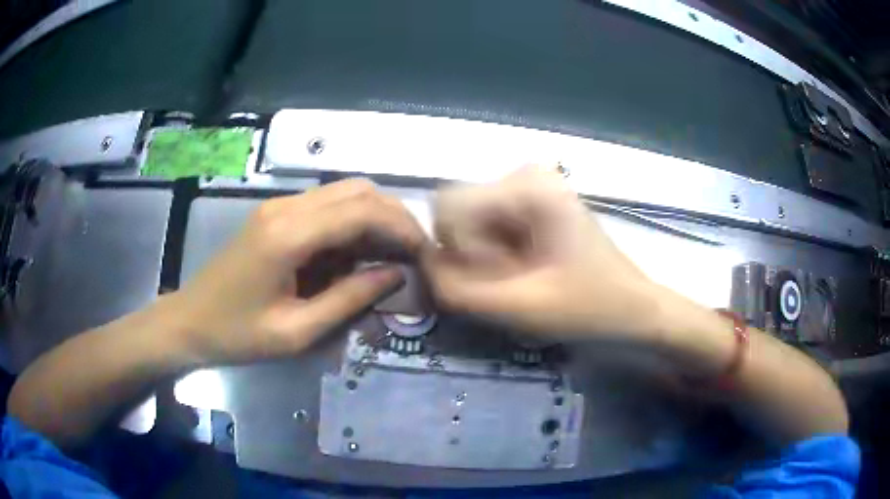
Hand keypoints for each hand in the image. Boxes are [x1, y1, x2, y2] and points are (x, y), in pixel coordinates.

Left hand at [169, 179, 426, 363]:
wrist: (190, 322)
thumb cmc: (238, 334)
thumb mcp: (296, 331)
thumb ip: (349, 300)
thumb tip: (395, 274)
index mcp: (288, 235)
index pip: (361, 210)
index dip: (401, 227)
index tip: (424, 253)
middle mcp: (286, 207)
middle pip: (357, 190)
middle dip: (394, 216)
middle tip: (413, 253)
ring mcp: (278, 207)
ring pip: (343, 193)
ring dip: (374, 217)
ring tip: (392, 255)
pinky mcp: (275, 215)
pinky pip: (325, 207)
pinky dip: (351, 223)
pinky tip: (358, 254)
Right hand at [424, 166, 662, 341]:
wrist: (634, 310)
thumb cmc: (591, 308)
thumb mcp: (520, 307)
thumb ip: (457, 290)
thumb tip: (419, 268)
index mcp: (527, 185)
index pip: (447, 207)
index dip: (458, 252)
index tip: (498, 280)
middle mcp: (523, 174)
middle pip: (455, 213)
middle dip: (469, 256)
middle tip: (508, 283)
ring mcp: (527, 189)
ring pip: (468, 223)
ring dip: (481, 260)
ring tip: (521, 282)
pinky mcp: (531, 206)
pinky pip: (486, 229)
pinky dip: (493, 257)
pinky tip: (524, 274)